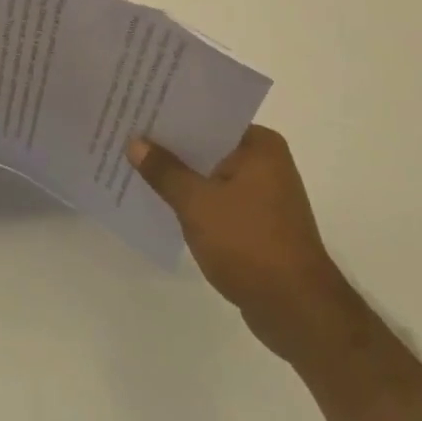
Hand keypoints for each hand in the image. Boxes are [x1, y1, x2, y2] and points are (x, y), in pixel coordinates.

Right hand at [128, 124, 359, 365]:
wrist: (296, 311)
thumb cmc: (249, 244)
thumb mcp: (197, 203)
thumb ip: (164, 170)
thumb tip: (135, 142)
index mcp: (259, 146)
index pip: (207, 118)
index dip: (170, 115)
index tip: (137, 109)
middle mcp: (265, 163)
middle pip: (206, 145)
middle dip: (169, 146)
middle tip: (125, 134)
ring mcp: (262, 195)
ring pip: (208, 174)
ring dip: (178, 175)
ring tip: (132, 164)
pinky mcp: (255, 223)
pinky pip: (215, 199)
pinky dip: (191, 199)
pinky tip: (158, 201)